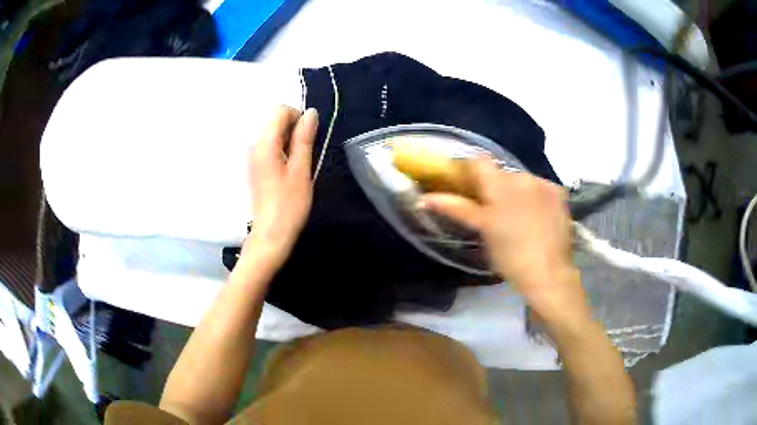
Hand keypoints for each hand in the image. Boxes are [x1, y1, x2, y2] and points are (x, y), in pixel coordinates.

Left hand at [244, 106, 318, 268]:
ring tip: (298, 164)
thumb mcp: (301, 169)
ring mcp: (252, 156)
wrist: (271, 234)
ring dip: (289, 140)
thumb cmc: (289, 204)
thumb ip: (304, 138)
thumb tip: (310, 112)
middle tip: (304, 155)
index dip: (298, 117)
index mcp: (264, 143)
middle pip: (275, 120)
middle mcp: (254, 145)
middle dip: (294, 129)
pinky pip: (269, 146)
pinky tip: (289, 170)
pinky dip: (282, 150)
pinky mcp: (254, 165)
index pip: (280, 111)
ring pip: (273, 133)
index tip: (308, 139)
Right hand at [420, 157, 586, 323]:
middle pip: (502, 173)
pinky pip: (540, 188)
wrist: (549, 273)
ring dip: (517, 192)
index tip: (466, 185)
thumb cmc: (510, 256)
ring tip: (518, 218)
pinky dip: (535, 197)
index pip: (479, 162)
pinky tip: (537, 217)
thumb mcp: (483, 231)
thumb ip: (456, 208)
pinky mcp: (559, 193)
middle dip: (495, 187)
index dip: (470, 170)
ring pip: (522, 181)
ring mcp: (544, 184)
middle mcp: (523, 177)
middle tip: (493, 212)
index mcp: (500, 185)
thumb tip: (424, 198)